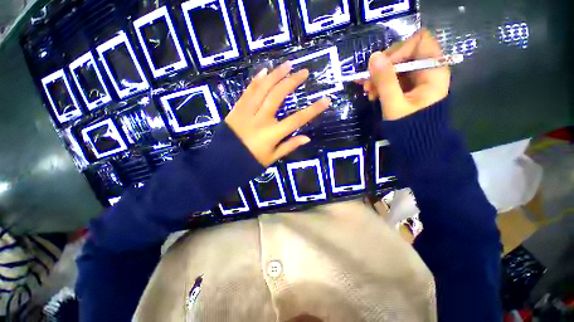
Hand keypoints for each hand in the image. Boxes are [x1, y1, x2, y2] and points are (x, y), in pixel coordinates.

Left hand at [225, 62, 330, 166]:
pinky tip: (264, 71)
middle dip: (292, 82)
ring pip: (262, 89)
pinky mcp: (236, 109)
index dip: (313, 110)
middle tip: (304, 72)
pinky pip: (247, 91)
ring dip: (275, 75)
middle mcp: (261, 120)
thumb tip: (307, 138)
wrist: (223, 162)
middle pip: (278, 96)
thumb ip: (289, 146)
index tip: (326, 99)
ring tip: (287, 64)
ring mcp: (247, 112)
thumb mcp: (272, 158)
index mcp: (272, 134)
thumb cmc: (250, 162)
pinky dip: (256, 80)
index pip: (297, 120)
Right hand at [359, 29, 449, 119]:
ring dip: (378, 76)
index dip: (398, 50)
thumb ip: (385, 81)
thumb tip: (373, 57)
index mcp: (433, 70)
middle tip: (367, 82)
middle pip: (404, 52)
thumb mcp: (395, 104)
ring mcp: (417, 78)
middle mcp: (427, 69)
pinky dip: (380, 83)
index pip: (419, 41)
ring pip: (395, 66)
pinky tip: (371, 93)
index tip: (380, 67)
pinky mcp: (408, 86)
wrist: (416, 143)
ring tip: (367, 91)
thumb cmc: (410, 126)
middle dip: (383, 66)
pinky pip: (392, 77)